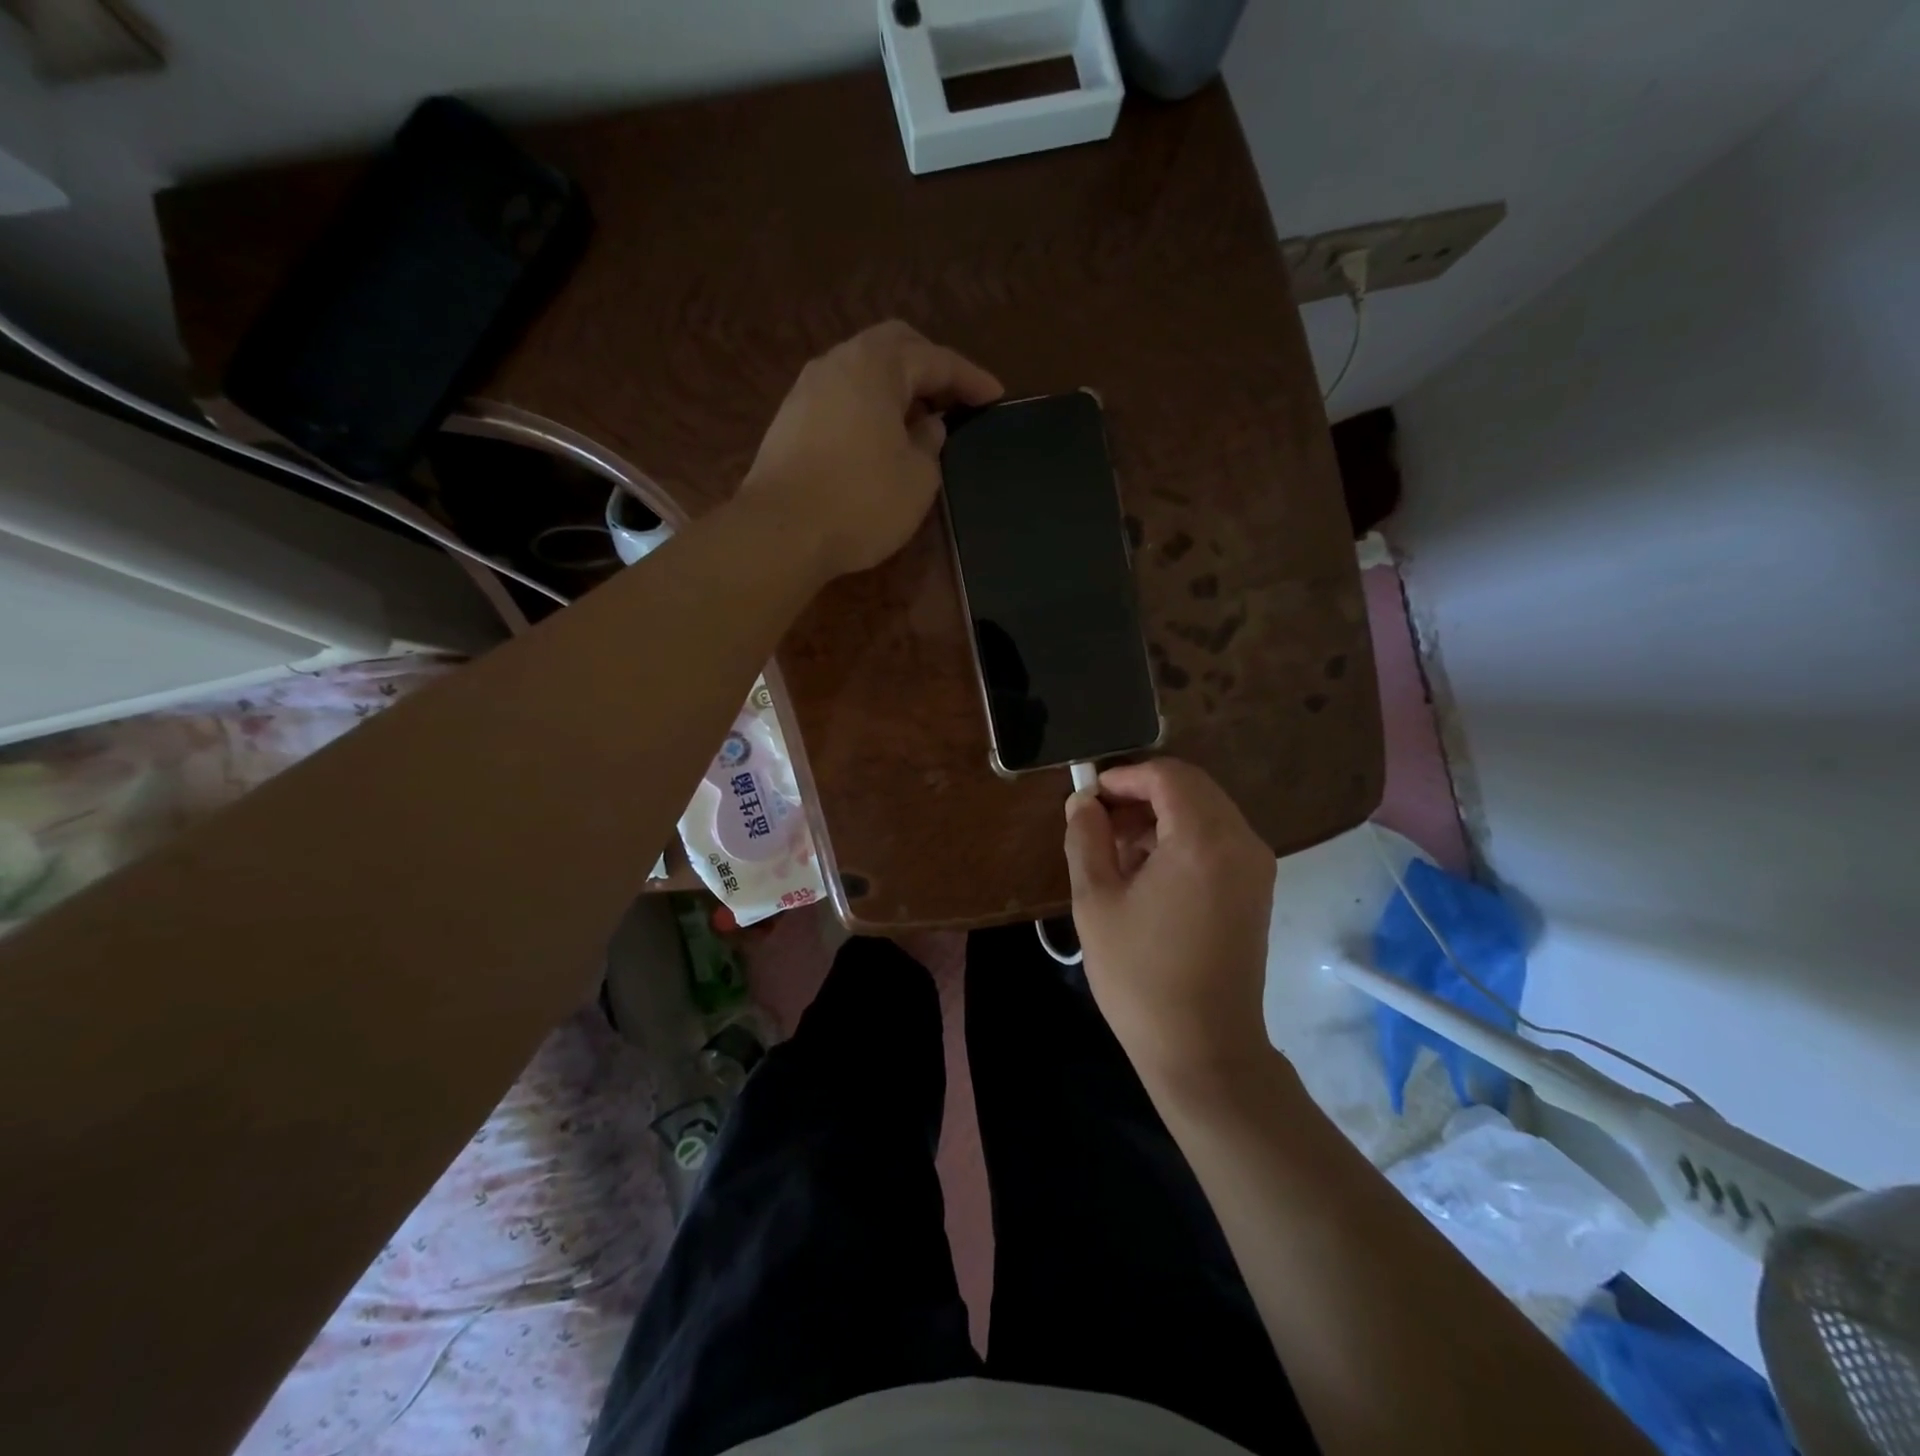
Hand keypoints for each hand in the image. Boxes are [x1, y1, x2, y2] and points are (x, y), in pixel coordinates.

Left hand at [738, 320, 1001, 579]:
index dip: (970, 377)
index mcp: (876, 365)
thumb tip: (928, 425)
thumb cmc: (861, 501)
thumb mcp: (918, 478)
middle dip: (930, 366)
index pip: (935, 359)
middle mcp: (838, 363)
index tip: (996, 396)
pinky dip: (869, 406)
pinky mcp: (790, 420)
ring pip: (862, 370)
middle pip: (893, 346)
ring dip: (896, 386)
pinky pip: (841, 397)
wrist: (782, 532)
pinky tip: (881, 436)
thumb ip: (930, 443)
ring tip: (920, 417)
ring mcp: (807, 389)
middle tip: (955, 396)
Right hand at [1064, 759, 1275, 1083]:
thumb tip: (1083, 801)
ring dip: (1160, 816)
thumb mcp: (1096, 901)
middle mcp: (1241, 842)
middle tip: (1098, 822)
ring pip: (1205, 812)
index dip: (1123, 776)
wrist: (1203, 1049)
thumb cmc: (1140, 975)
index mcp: (1204, 840)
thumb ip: (1086, 838)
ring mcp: (1255, 867)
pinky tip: (1146, 871)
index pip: (1167, 775)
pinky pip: (1217, 840)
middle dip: (1140, 794)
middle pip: (1190, 788)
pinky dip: (1181, 839)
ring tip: (1115, 850)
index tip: (1088, 797)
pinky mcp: (1256, 890)